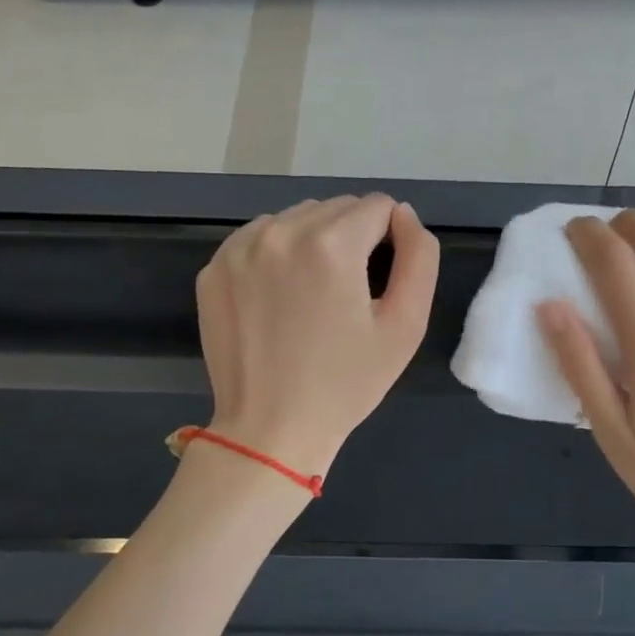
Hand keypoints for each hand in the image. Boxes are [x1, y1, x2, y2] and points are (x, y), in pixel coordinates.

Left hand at [196, 194, 438, 475]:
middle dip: (353, 237)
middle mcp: (281, 231)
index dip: (390, 239)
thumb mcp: (406, 324)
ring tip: (314, 294)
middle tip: (349, 293)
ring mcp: (240, 248)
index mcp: (331, 244)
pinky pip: (260, 237)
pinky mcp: (214, 267)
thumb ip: (419, 257)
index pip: (377, 206)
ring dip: (315, 241)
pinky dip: (278, 254)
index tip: (380, 280)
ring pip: (297, 218)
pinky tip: (280, 296)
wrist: (270, 429)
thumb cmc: (346, 383)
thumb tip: (404, 215)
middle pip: (336, 207)